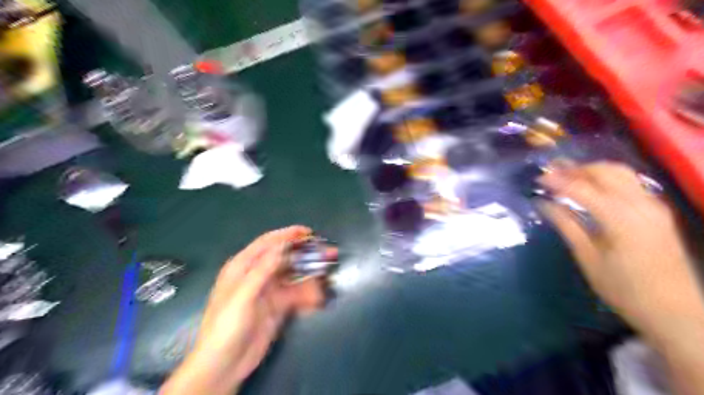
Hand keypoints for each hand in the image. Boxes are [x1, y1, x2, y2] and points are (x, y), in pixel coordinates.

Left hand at [161, 225, 332, 394]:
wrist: (224, 365)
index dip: (287, 235)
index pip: (267, 244)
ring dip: (310, 274)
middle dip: (304, 254)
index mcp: (242, 267)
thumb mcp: (242, 296)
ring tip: (327, 273)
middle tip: (326, 251)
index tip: (308, 232)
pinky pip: (296, 294)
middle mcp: (257, 275)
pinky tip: (317, 298)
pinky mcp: (277, 306)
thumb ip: (262, 270)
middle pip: (284, 258)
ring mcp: (268, 291)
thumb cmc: (226, 326)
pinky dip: (308, 294)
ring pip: (293, 275)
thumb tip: (281, 247)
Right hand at [537, 162, 699, 336]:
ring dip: (592, 170)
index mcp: (621, 218)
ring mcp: (654, 206)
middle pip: (604, 172)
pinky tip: (593, 188)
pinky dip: (607, 179)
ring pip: (621, 173)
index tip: (537, 179)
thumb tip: (543, 203)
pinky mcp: (658, 212)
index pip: (581, 188)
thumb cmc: (623, 288)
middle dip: (575, 169)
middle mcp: (641, 204)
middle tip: (550, 173)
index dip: (557, 181)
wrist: (675, 312)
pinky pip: (631, 183)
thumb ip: (566, 224)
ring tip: (568, 176)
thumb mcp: (587, 257)